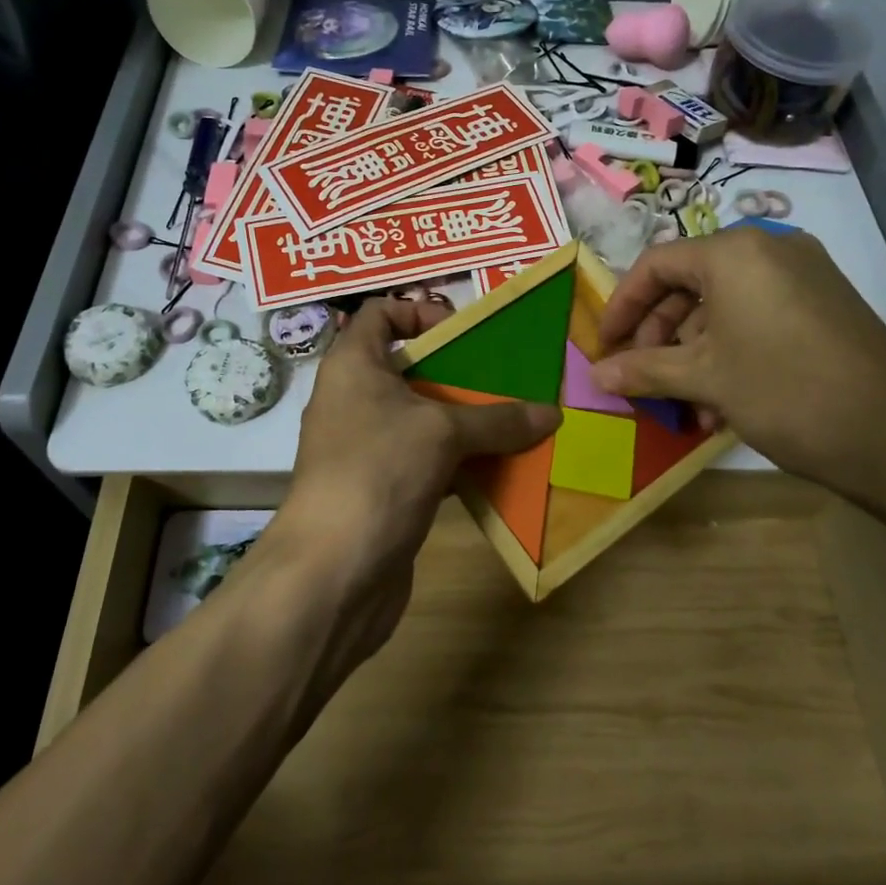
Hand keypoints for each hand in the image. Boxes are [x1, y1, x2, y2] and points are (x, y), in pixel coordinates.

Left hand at [269, 298, 559, 649]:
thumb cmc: (378, 472)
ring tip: (515, 422)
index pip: (378, 314)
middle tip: (506, 379)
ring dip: (465, 421)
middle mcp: (354, 400)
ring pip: (422, 420)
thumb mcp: (443, 433)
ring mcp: (365, 448)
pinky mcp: (382, 490)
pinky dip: (460, 463)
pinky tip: (500, 469)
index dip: (419, 311)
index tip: (464, 332)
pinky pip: (426, 462)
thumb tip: (552, 413)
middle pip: (409, 368)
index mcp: (353, 366)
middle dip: (458, 372)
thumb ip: (498, 419)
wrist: (333, 573)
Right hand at [591, 228, 885, 512]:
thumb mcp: (705, 379)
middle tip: (643, 378)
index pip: (656, 264)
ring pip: (724, 307)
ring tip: (687, 405)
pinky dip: (732, 352)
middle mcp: (770, 249)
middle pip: (690, 284)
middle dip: (660, 335)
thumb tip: (595, 374)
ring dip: (695, 353)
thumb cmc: (785, 391)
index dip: (622, 306)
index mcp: (735, 252)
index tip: (605, 347)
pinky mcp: (825, 305)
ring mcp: (804, 276)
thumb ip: (644, 370)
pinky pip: (759, 318)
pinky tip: (724, 403)